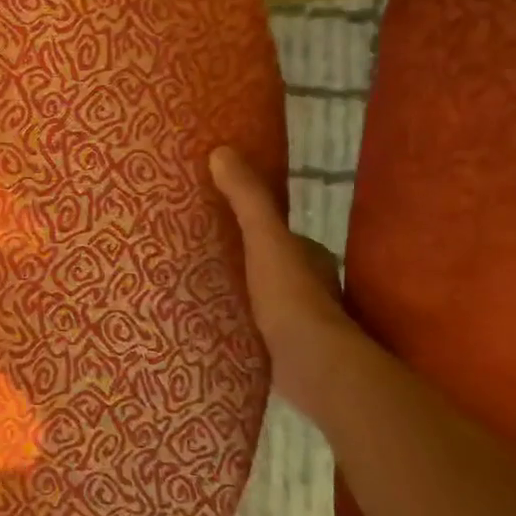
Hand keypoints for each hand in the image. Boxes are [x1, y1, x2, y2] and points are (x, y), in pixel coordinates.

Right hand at [208, 146, 354, 396]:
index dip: (254, 228)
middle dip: (244, 262)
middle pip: (270, 266)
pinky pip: (258, 328)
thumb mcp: (265, 238)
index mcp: (311, 257)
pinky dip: (242, 323)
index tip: (219, 225)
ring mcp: (302, 322)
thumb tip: (221, 151)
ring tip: (201, 289)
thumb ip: (247, 199)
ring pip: (265, 299)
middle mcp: (312, 287)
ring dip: (242, 294)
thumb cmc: (291, 296)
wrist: (313, 365)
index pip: (279, 236)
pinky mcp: (287, 351)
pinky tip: (216, 324)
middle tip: (202, 257)